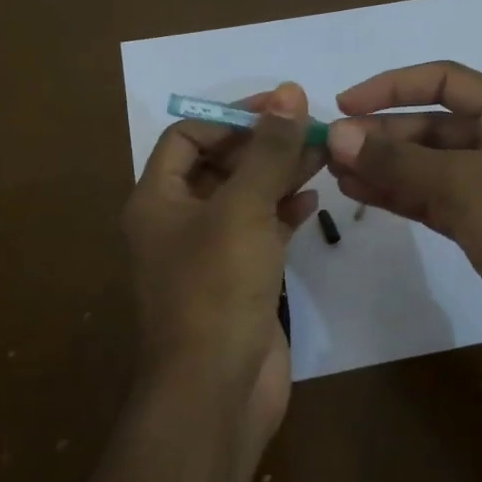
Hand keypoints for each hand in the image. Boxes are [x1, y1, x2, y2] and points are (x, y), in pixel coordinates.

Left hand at [122, 83, 323, 442]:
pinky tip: (314, 201)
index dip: (231, 117)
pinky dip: (284, 213)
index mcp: (157, 200)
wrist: (216, 389)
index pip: (188, 137)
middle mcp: (177, 223)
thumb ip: (268, 150)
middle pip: (220, 166)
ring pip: (245, 199)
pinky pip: (260, 232)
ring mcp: (209, 254)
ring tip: (324, 155)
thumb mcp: (242, 208)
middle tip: (313, 128)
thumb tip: (289, 92)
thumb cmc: (216, 289)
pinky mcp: (238, 280)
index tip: (281, 107)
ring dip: (280, 175)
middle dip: (264, 145)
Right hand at [325, 61, 481, 368]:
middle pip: (430, 126)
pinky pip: (429, 200)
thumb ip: (399, 160)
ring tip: (332, 171)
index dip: (392, 86)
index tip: (344, 105)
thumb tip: (337, 134)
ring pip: (426, 166)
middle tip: (329, 148)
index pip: (444, 81)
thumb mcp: (466, 185)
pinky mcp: (480, 226)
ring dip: (382, 166)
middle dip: (381, 133)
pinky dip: (396, 195)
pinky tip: (358, 193)